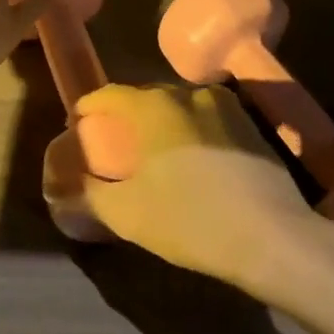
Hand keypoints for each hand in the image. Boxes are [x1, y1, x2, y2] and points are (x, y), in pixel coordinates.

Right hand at [68, 83, 322, 290]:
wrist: (272, 238)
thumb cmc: (190, 219)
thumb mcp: (126, 214)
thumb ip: (88, 197)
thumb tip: (61, 192)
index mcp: (153, 106)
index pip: (109, 95)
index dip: (89, 108)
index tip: (78, 125)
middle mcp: (187, 94)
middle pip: (146, 97)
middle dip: (127, 116)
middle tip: (116, 143)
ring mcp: (225, 108)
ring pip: (181, 107)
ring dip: (164, 122)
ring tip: (157, 152)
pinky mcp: (252, 127)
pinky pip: (209, 121)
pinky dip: (194, 132)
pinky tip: (195, 162)